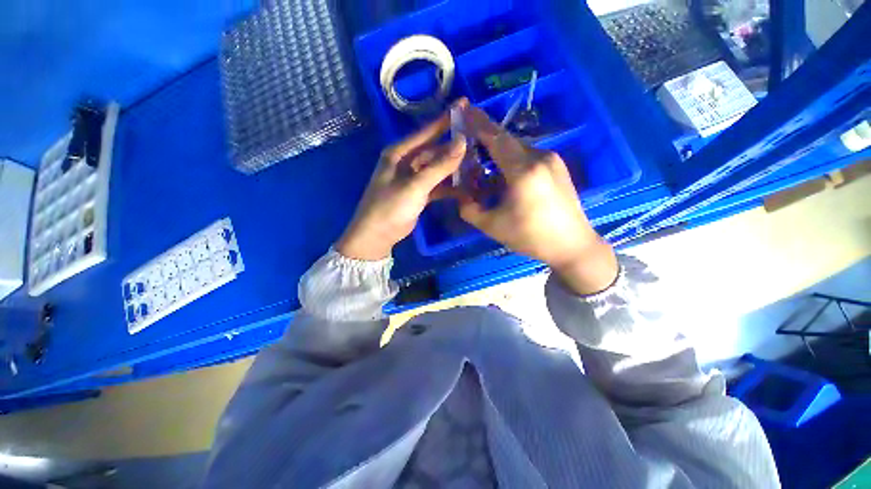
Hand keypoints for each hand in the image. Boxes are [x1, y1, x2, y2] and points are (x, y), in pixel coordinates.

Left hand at [336, 99, 468, 260]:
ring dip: (454, 169)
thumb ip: (439, 166)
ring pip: (438, 168)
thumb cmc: (390, 207)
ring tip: (477, 165)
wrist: (377, 235)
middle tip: (478, 143)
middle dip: (455, 148)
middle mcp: (406, 162)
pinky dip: (449, 186)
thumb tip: (462, 142)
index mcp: (399, 153)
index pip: (426, 132)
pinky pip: (437, 185)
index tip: (466, 106)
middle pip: (435, 150)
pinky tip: (465, 187)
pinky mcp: (418, 194)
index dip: (446, 120)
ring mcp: (413, 179)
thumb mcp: (415, 185)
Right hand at [457, 106, 617, 294]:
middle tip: (467, 140)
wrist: (572, 245)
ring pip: (517, 147)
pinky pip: (528, 155)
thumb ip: (469, 209)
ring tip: (483, 162)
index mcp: (523, 171)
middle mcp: (540, 157)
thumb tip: (460, 195)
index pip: (496, 138)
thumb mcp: (492, 226)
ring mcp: (552, 159)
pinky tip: (504, 174)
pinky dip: (511, 159)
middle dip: (485, 136)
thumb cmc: (530, 237)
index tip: (463, 108)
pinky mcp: (557, 166)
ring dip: (498, 151)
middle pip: (506, 140)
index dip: (477, 122)